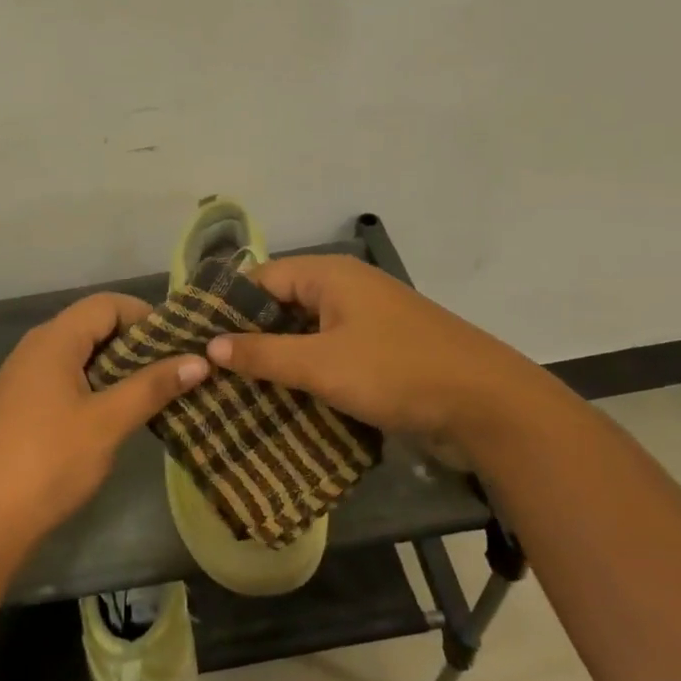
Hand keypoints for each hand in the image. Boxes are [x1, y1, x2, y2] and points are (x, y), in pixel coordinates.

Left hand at [0, 293, 207, 548]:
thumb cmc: (50, 461)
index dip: (146, 316)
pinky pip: (66, 377)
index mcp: (54, 339)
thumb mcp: (108, 422)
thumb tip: (200, 360)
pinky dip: (97, 385)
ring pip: (81, 354)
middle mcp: (36, 347)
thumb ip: (153, 386)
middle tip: (175, 369)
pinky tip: (118, 413)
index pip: (108, 304)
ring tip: (155, 392)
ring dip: (118, 367)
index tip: (179, 344)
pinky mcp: (22, 404)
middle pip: (93, 325)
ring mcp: (25, 376)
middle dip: (136, 343)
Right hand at [203, 255, 575, 469]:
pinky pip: (329, 354)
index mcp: (329, 275)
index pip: (261, 278)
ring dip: (278, 360)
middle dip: (249, 338)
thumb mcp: (321, 364)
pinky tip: (283, 402)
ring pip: (305, 334)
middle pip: (282, 306)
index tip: (195, 339)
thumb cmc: (396, 372)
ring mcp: (365, 321)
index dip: (227, 307)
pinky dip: (307, 373)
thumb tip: (212, 345)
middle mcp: (345, 289)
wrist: (486, 405)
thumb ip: (263, 354)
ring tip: (236, 391)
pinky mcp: (380, 352)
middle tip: (210, 371)